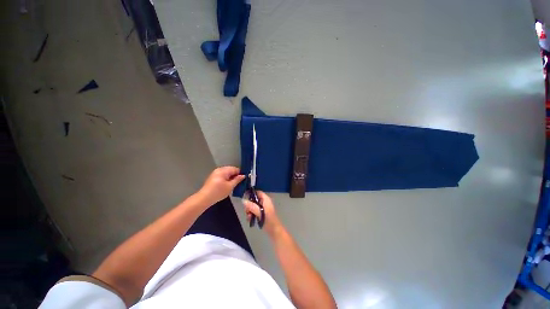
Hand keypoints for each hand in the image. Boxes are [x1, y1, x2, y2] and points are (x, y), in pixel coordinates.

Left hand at [198, 166, 245, 205]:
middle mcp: (219, 169)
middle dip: (235, 175)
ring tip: (232, 185)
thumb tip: (243, 176)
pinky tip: (226, 185)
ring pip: (227, 173)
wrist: (204, 198)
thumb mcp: (230, 186)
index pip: (236, 169)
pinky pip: (222, 175)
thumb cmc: (218, 192)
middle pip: (231, 170)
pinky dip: (226, 179)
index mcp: (224, 170)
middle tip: (238, 183)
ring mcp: (215, 173)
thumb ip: (237, 180)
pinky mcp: (213, 177)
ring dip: (230, 177)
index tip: (243, 180)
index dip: (240, 174)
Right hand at [243, 191, 283, 236]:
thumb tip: (243, 200)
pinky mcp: (261, 213)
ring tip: (248, 217)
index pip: (257, 192)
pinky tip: (250, 219)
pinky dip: (251, 214)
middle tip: (247, 211)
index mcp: (266, 199)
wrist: (274, 231)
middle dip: (249, 205)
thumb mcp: (259, 212)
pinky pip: (254, 210)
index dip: (251, 194)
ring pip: (253, 205)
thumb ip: (251, 206)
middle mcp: (264, 202)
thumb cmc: (268, 220)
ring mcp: (263, 208)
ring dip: (249, 210)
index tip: (245, 199)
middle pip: (254, 199)